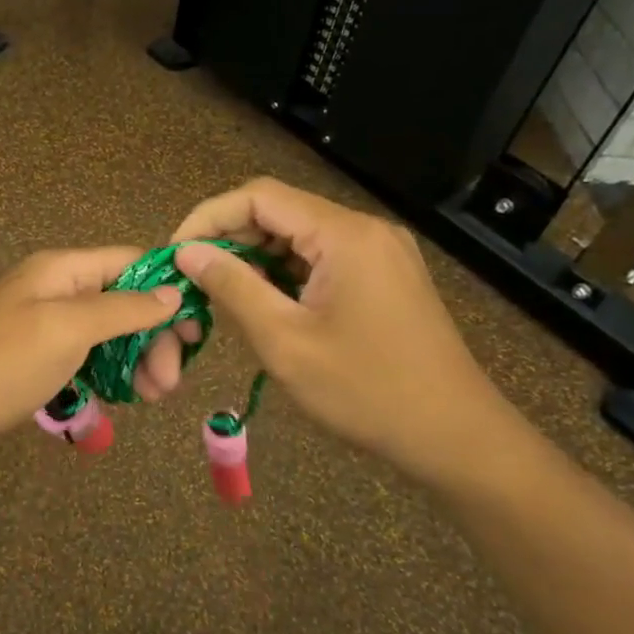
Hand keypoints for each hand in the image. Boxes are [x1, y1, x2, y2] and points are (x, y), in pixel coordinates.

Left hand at [0, 248, 182, 459]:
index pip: (132, 262)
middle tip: (166, 386)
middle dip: (153, 337)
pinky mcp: (33, 354)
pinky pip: (82, 354)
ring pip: (105, 331)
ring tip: (148, 398)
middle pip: (123, 300)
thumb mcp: (67, 330)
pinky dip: (104, 372)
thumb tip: (173, 290)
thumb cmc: (0, 364)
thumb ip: (123, 308)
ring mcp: (42, 321)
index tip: (197, 333)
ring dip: (133, 360)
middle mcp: (54, 287)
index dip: (168, 291)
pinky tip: (115, 398)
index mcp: (62, 268)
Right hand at [145, 178, 526, 486]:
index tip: (177, 254)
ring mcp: (380, 251)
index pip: (259, 197)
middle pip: (280, 212)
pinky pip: (321, 257)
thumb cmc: (366, 391)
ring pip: (299, 236)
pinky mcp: (385, 275)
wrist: (456, 436)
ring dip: (256, 258)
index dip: (209, 217)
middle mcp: (364, 229)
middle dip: (230, 239)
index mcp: (344, 235)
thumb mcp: (284, 341)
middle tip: (195, 280)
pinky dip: (285, 274)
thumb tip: (188, 252)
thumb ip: (232, 287)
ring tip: (224, 296)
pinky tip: (268, 305)